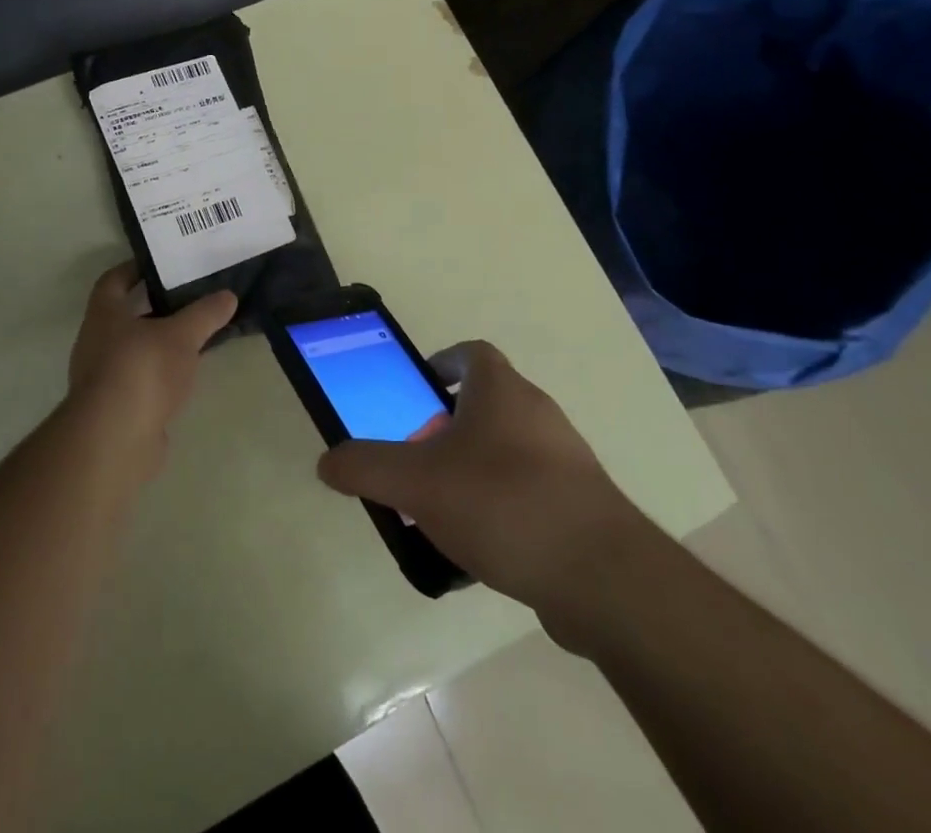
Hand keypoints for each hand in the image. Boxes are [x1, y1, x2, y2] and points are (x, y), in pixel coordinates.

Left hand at [67, 263, 236, 466]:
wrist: (114, 439)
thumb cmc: (142, 369)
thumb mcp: (182, 335)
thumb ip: (205, 314)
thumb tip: (228, 295)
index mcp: (104, 314)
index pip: (114, 280)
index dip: (135, 268)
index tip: (163, 264)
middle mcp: (96, 341)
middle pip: (125, 315)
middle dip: (154, 306)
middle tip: (190, 298)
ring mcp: (102, 377)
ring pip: (134, 349)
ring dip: (159, 342)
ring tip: (195, 336)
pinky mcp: (115, 408)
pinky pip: (140, 379)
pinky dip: (160, 373)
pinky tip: (185, 375)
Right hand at [317, 341, 648, 647]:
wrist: (603, 578)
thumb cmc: (503, 503)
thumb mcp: (417, 482)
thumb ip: (366, 467)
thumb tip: (327, 462)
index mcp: (502, 391)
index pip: (472, 353)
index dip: (444, 361)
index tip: (419, 388)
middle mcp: (538, 414)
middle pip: (487, 404)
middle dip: (447, 427)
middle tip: (417, 458)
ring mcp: (566, 461)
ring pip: (507, 451)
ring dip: (473, 469)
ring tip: (441, 509)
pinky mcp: (582, 507)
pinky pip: (529, 493)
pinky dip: (501, 508)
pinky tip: (480, 551)